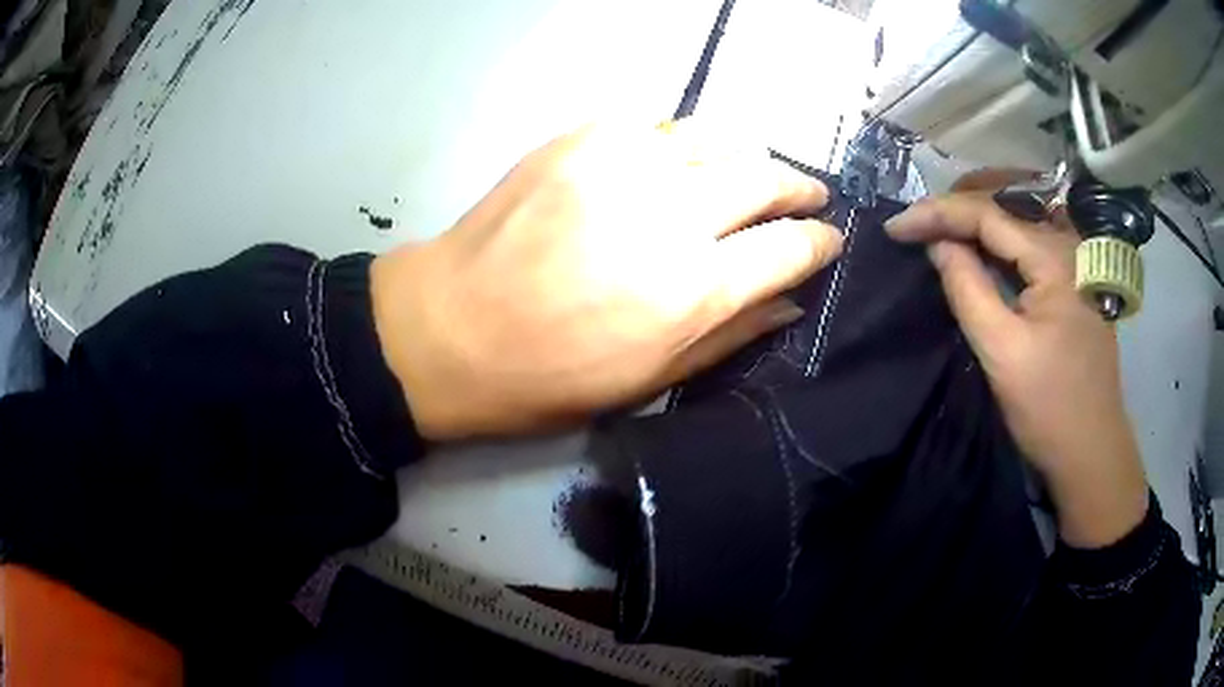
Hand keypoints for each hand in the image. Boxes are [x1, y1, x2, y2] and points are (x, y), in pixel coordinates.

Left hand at [371, 122, 840, 439]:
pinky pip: (655, 123)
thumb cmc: (546, 376)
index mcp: (694, 290)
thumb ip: (730, 335)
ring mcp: (624, 165)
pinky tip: (677, 158)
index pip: (790, 248)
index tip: (830, 239)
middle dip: (799, 186)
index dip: (820, 242)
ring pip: (717, 138)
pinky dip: (680, 140)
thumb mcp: (648, 381)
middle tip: (808, 195)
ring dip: (747, 155)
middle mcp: (672, 215)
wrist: (447, 329)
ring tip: (751, 172)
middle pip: (765, 177)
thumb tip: (788, 302)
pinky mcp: (580, 139)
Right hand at [886, 193, 1149, 547]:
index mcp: (1054, 258)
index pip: (987, 214)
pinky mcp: (1072, 287)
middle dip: (953, 213)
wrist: (1091, 453)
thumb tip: (937, 245)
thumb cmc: (1050, 408)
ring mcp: (1073, 266)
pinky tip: (975, 256)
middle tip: (912, 227)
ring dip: (972, 228)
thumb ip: (968, 289)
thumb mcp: (1002, 351)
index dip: (936, 214)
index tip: (894, 227)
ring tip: (933, 233)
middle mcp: (1067, 248)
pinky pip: (1026, 254)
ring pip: (1014, 229)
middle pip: (1002, 212)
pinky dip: (995, 250)